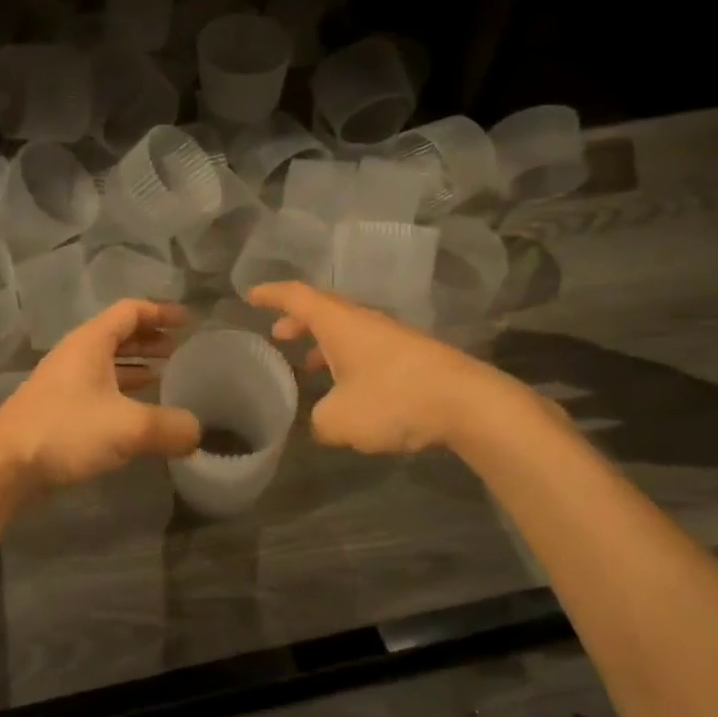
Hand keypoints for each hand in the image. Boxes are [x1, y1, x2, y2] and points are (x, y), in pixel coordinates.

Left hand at [0, 300, 201, 486]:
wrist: (2, 465)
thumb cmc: (65, 431)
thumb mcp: (128, 428)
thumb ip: (169, 427)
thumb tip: (197, 432)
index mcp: (91, 342)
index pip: (131, 311)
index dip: (161, 312)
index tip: (189, 321)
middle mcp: (76, 355)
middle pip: (118, 335)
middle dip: (150, 339)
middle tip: (180, 349)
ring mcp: (63, 382)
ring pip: (107, 364)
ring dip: (136, 366)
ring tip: (165, 376)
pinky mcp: (57, 409)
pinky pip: (98, 388)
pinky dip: (122, 391)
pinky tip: (136, 411)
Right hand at [247, 281, 511, 454]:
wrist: (467, 404)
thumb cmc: (394, 400)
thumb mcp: (340, 419)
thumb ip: (319, 421)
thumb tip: (321, 422)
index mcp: (339, 322)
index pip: (297, 296)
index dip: (271, 294)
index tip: (250, 295)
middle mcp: (363, 322)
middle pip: (323, 311)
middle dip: (297, 320)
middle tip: (277, 335)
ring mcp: (391, 338)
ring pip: (346, 332)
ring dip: (322, 343)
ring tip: (306, 366)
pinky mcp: (411, 357)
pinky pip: (366, 350)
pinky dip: (346, 360)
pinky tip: (347, 390)